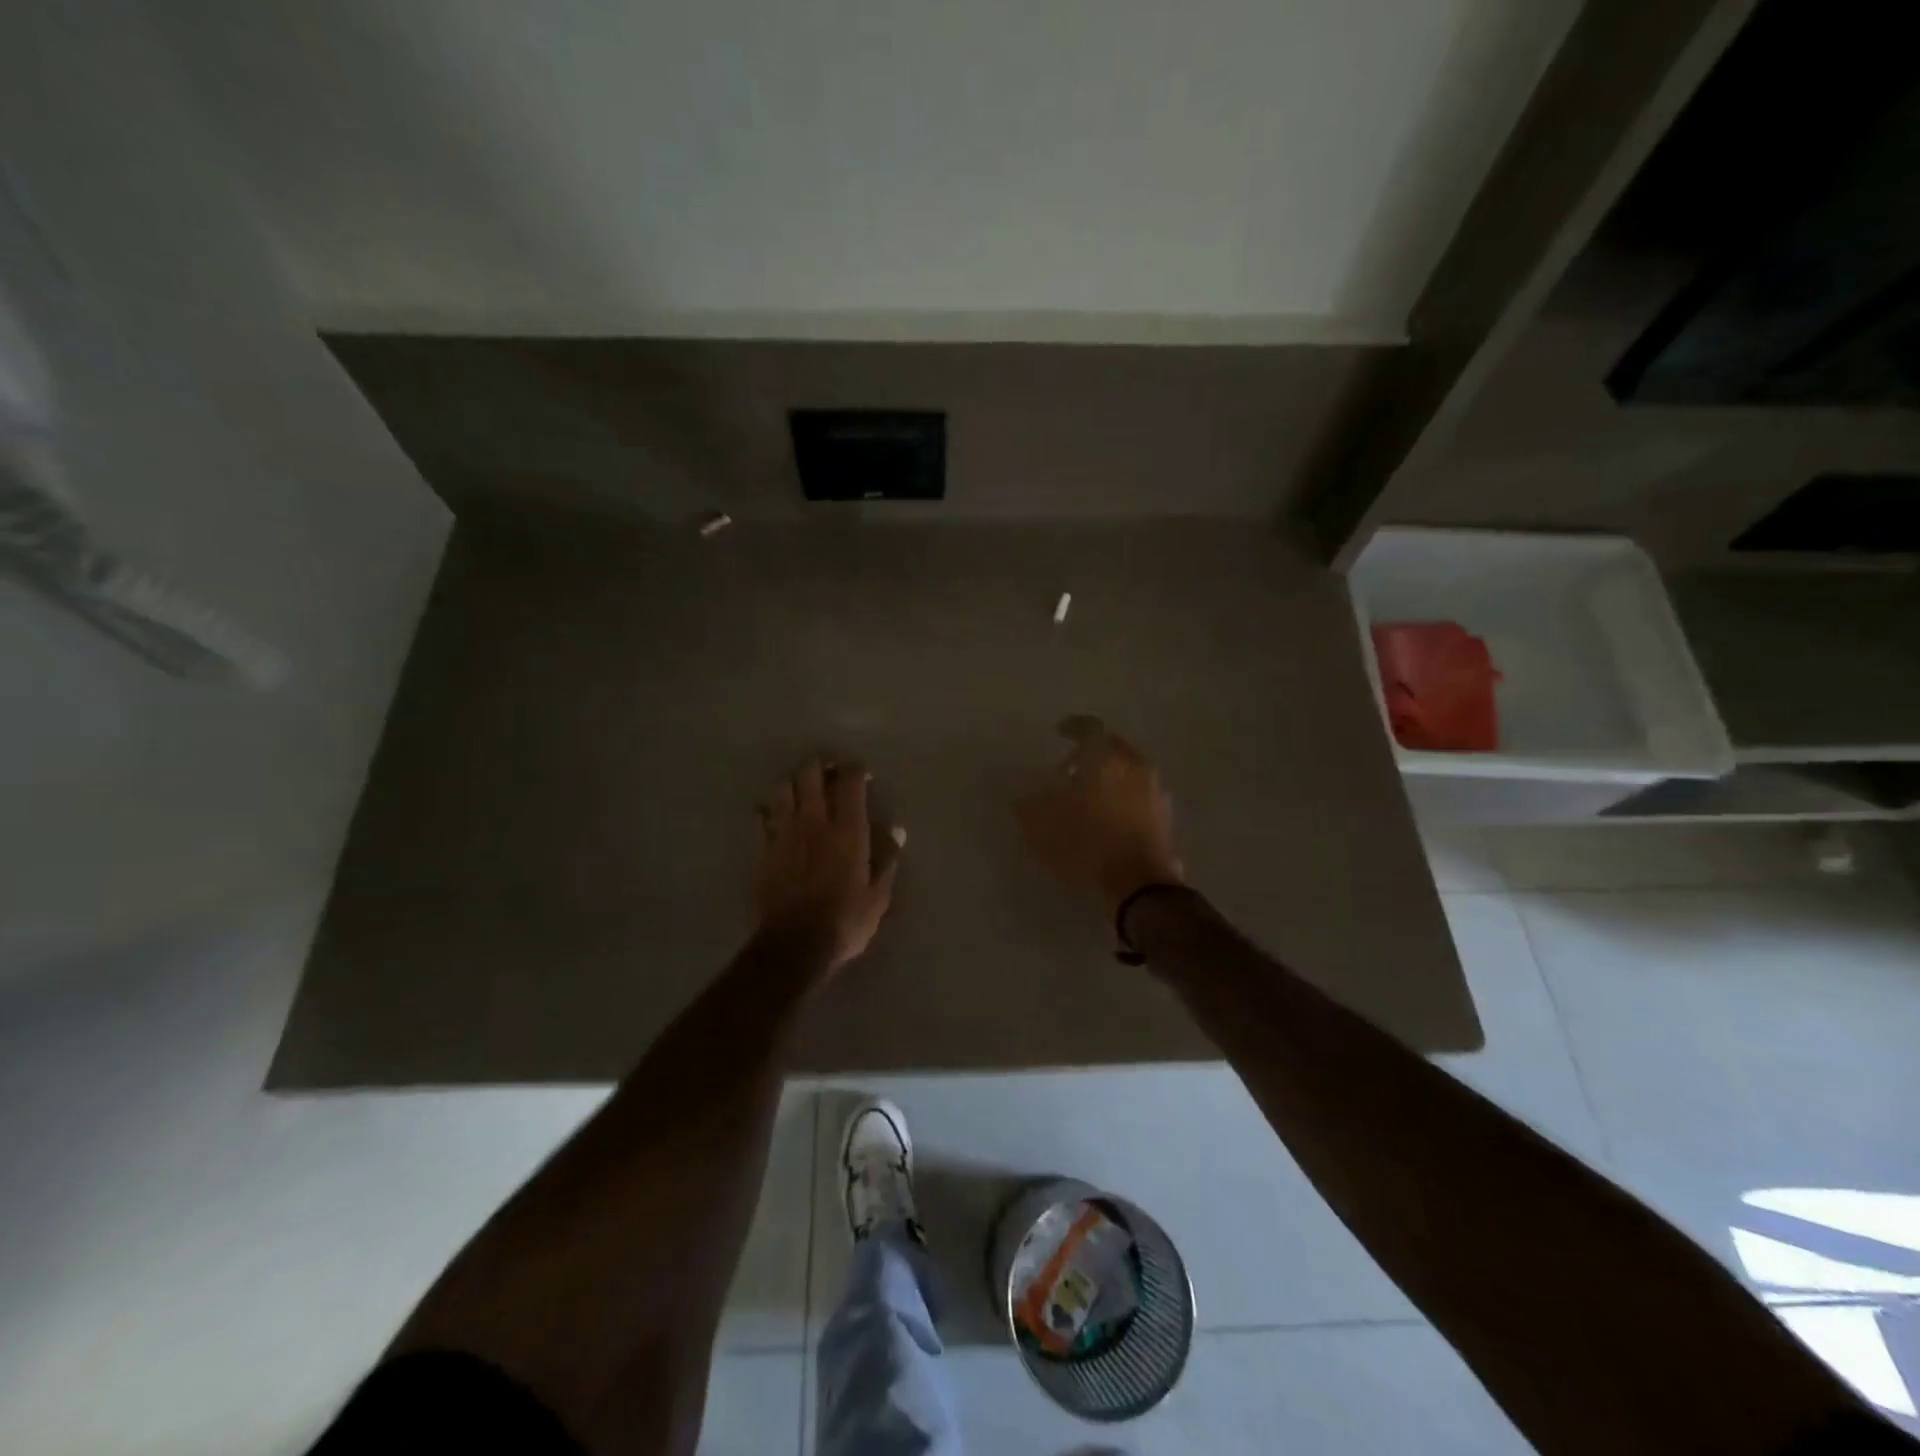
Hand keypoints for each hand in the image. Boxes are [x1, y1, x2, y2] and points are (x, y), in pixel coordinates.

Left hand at [755, 757, 903, 969]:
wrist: (794, 945)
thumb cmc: (845, 921)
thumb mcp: (878, 896)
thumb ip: (887, 860)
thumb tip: (897, 831)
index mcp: (848, 830)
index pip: (850, 783)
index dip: (856, 770)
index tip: (862, 773)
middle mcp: (814, 822)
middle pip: (810, 775)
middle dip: (820, 766)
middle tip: (828, 772)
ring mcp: (784, 833)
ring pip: (782, 788)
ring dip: (793, 782)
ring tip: (801, 788)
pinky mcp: (763, 849)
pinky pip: (761, 817)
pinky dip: (768, 810)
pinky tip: (774, 814)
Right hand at [1016, 716, 1184, 914]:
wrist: (1141, 884)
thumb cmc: (1088, 845)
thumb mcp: (1042, 827)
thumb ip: (1030, 805)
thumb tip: (1026, 797)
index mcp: (1105, 759)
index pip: (1089, 728)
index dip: (1072, 727)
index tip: (1060, 731)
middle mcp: (1135, 767)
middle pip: (1113, 748)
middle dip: (1092, 754)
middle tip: (1070, 771)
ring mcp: (1155, 792)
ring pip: (1130, 772)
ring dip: (1111, 778)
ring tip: (1090, 800)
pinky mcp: (1166, 818)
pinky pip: (1141, 796)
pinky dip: (1125, 799)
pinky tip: (1110, 820)